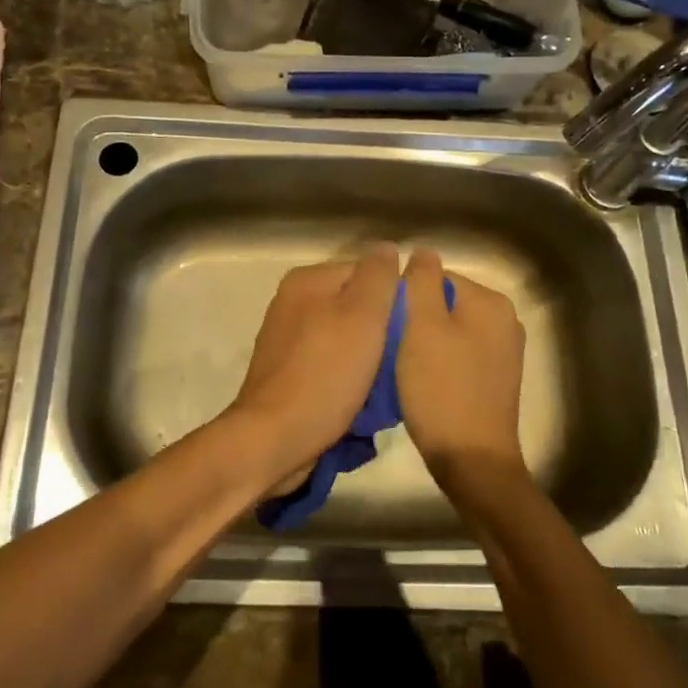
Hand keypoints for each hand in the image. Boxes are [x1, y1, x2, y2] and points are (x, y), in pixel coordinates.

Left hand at [222, 246, 400, 494]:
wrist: (274, 439)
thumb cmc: (324, 374)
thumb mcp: (362, 316)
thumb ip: (378, 277)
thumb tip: (388, 248)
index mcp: (308, 281)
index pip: (367, 272)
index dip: (395, 297)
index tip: (414, 328)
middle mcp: (293, 303)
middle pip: (356, 306)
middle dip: (382, 331)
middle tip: (404, 359)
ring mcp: (288, 340)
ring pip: (346, 338)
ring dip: (369, 359)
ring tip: (388, 384)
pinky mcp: (288, 374)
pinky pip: (331, 365)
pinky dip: (349, 378)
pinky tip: (363, 400)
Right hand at [396, 248, 526, 485]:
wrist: (472, 460)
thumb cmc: (442, 388)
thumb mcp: (421, 326)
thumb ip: (420, 280)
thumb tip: (423, 251)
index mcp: (490, 301)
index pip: (435, 277)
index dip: (405, 296)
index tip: (385, 324)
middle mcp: (505, 320)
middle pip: (444, 302)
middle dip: (415, 319)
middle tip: (390, 346)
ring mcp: (504, 351)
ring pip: (449, 330)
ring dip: (424, 342)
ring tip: (402, 366)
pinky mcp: (496, 379)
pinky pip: (459, 354)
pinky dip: (439, 362)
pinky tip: (421, 382)